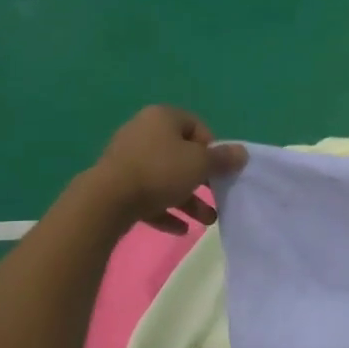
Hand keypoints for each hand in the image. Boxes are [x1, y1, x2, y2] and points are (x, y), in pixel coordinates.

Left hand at [90, 106, 247, 234]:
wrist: (107, 200)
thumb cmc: (160, 172)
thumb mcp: (200, 164)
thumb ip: (223, 159)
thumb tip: (241, 152)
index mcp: (163, 118)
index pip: (197, 127)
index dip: (212, 148)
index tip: (219, 169)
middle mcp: (143, 132)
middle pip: (181, 155)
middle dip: (202, 180)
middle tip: (217, 197)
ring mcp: (127, 159)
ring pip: (165, 178)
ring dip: (188, 200)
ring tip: (206, 221)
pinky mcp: (116, 185)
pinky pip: (147, 196)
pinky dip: (164, 210)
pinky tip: (180, 229)